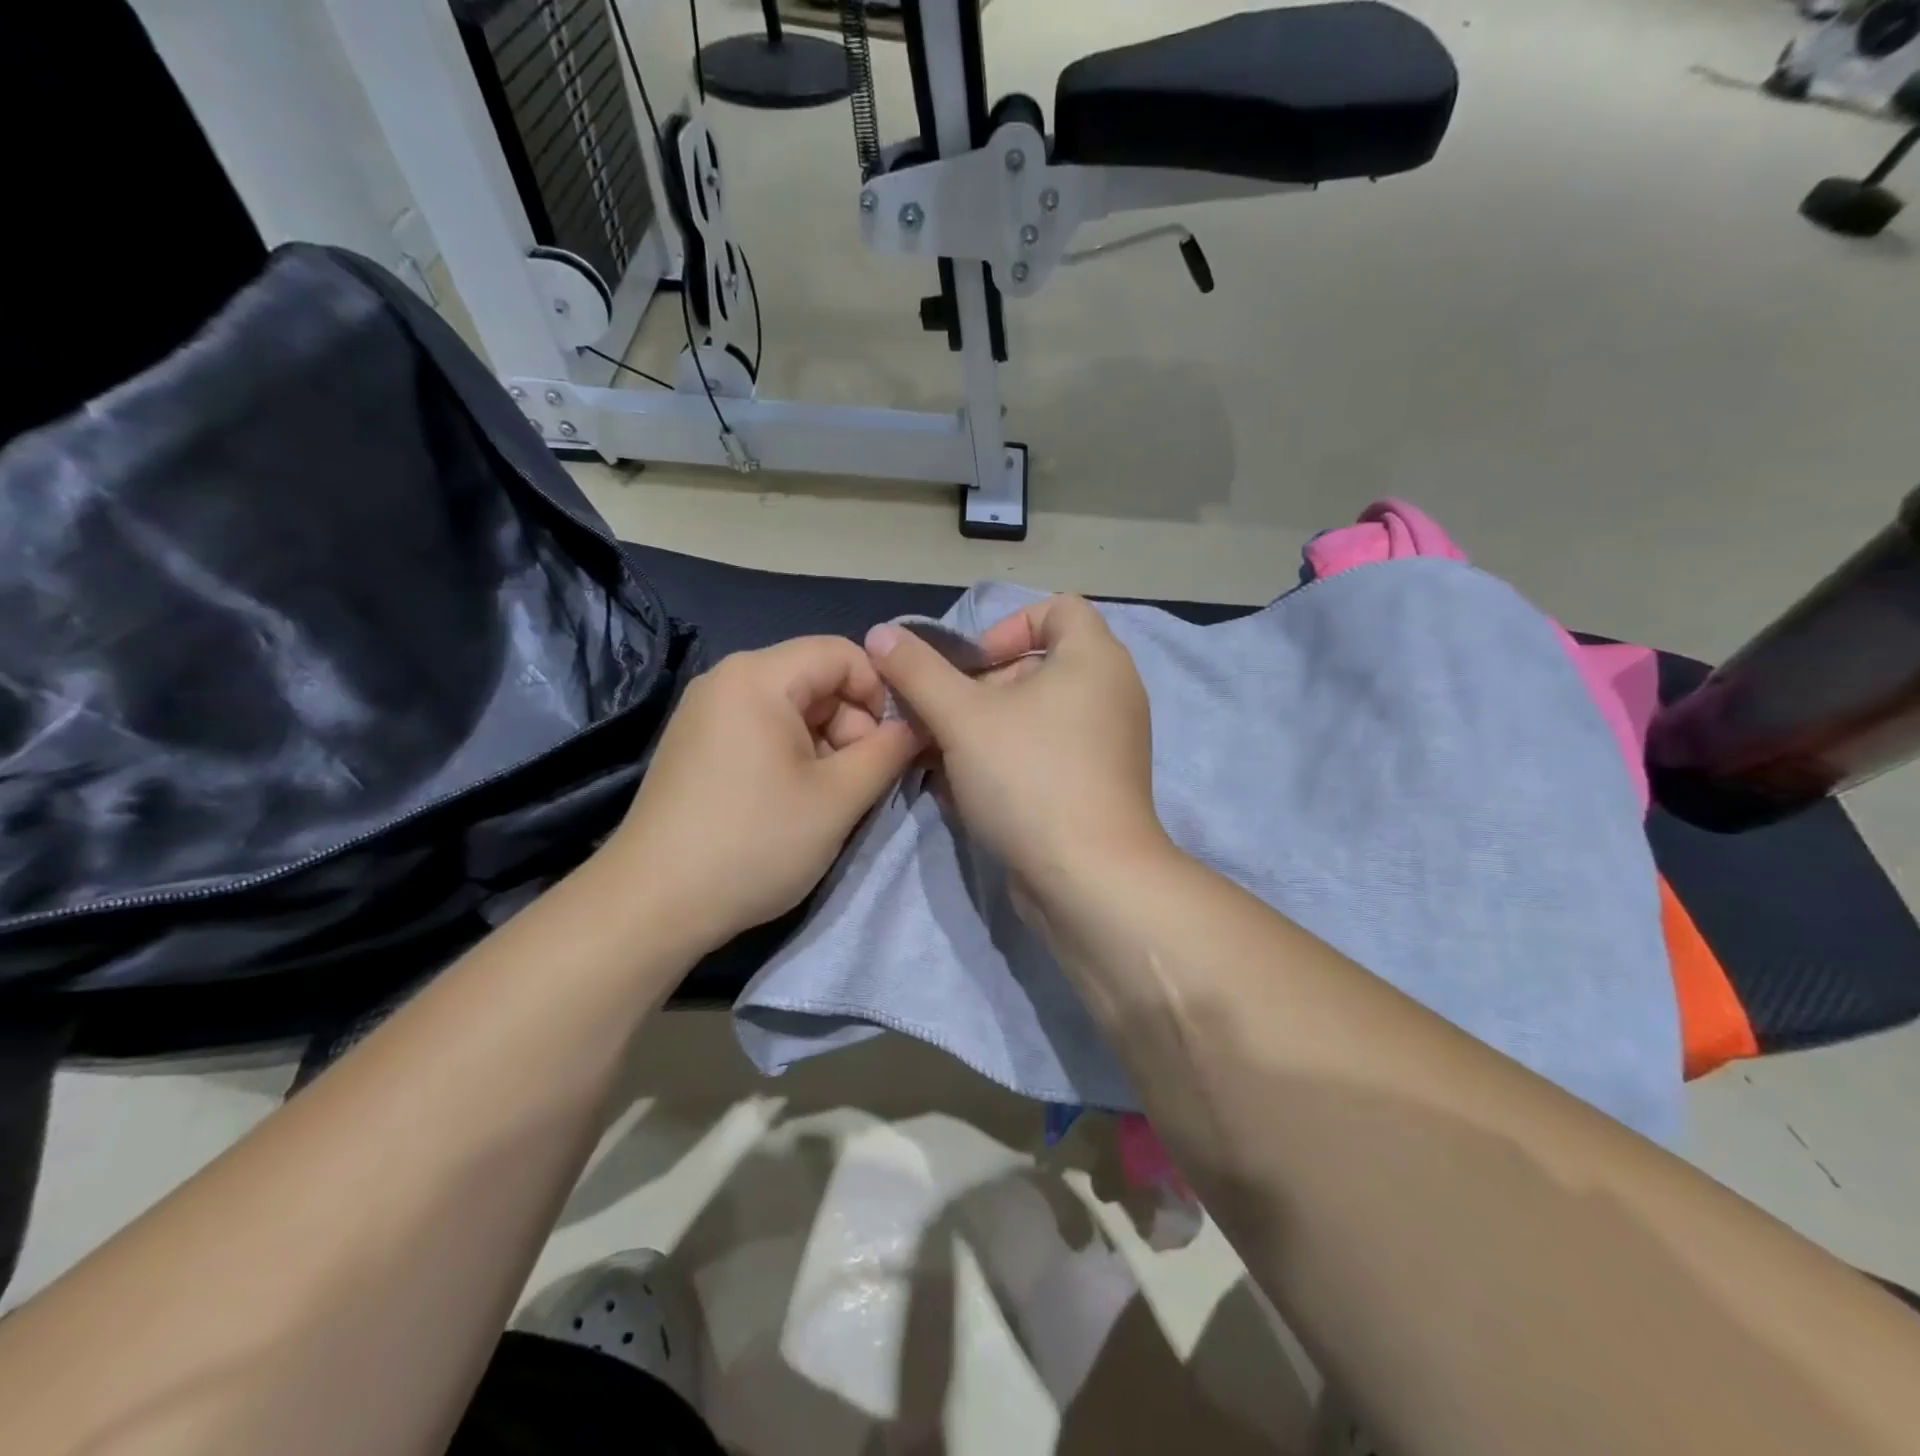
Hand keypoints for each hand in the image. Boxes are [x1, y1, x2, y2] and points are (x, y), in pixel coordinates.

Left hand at [606, 637, 919, 951]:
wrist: (653, 903)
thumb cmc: (754, 842)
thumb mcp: (838, 798)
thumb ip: (888, 752)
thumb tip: (915, 727)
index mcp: (759, 676)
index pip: (843, 653)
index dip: (880, 693)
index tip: (891, 746)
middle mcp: (727, 679)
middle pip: (816, 679)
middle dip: (851, 724)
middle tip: (858, 781)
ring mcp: (706, 712)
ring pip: (792, 708)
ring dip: (825, 746)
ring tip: (827, 799)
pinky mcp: (696, 744)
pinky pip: (762, 729)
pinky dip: (792, 755)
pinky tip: (792, 801)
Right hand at [864, 596, 1168, 890]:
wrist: (1088, 878)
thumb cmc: (1029, 777)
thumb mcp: (962, 717)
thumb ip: (918, 670)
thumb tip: (881, 632)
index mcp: (1094, 659)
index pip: (1057, 608)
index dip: (1007, 626)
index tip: (972, 666)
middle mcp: (1112, 692)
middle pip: (1038, 665)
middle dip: (982, 688)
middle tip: (946, 720)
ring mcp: (1109, 743)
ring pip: (1037, 716)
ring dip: (986, 729)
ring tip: (945, 758)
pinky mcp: (1098, 784)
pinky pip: (1048, 753)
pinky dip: (1009, 760)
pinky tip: (968, 789)